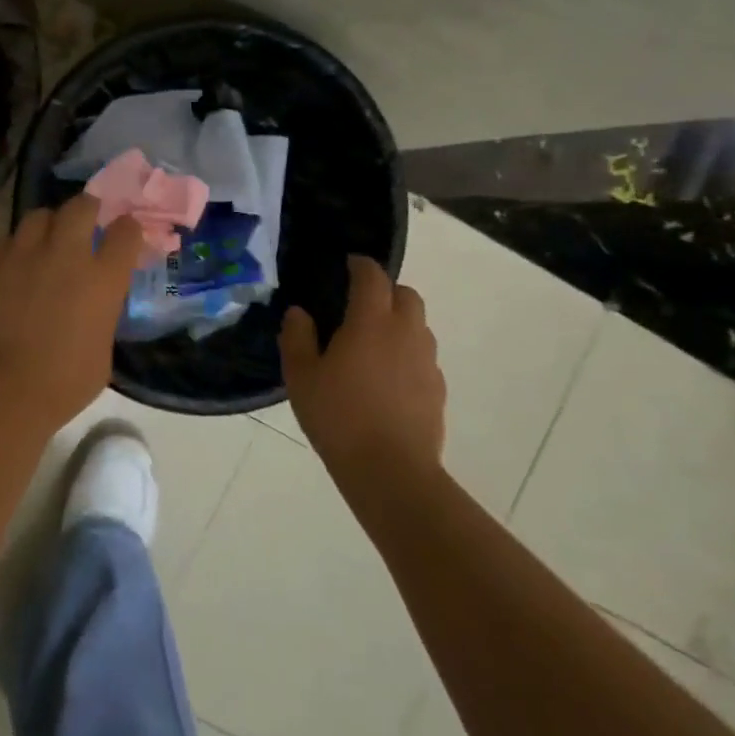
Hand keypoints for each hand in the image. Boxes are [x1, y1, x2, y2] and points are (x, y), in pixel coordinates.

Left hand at [0, 193, 144, 427]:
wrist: (2, 388)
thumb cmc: (63, 383)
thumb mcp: (102, 352)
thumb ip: (102, 317)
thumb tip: (95, 308)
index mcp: (103, 278)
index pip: (126, 231)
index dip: (128, 229)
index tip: (125, 235)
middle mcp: (66, 254)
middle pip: (82, 206)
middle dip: (88, 209)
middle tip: (86, 223)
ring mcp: (24, 253)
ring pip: (40, 215)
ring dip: (49, 225)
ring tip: (46, 242)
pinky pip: (6, 239)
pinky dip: (14, 247)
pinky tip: (14, 265)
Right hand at [279, 255, 445, 471]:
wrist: (391, 471)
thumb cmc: (338, 416)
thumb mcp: (301, 376)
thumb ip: (297, 337)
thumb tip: (299, 313)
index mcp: (371, 321)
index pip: (372, 277)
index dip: (361, 265)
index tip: (348, 264)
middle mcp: (405, 332)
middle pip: (406, 294)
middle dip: (386, 290)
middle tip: (360, 305)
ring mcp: (427, 361)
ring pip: (418, 325)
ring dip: (399, 322)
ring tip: (372, 343)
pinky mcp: (437, 389)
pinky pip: (422, 357)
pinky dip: (407, 354)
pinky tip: (386, 379)